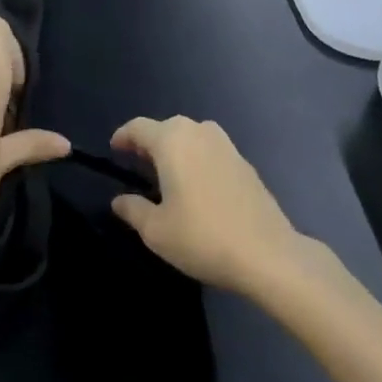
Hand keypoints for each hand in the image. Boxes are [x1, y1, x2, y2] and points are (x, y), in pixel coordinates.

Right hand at [110, 116, 303, 294]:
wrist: (267, 254)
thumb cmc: (202, 237)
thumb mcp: (156, 230)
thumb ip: (133, 209)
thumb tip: (120, 200)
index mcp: (172, 141)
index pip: (139, 127)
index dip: (123, 137)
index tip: (114, 150)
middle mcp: (199, 133)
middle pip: (167, 127)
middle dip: (150, 142)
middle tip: (138, 164)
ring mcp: (227, 146)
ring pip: (192, 136)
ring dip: (176, 149)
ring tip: (167, 174)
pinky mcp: (245, 164)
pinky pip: (211, 151)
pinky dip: (198, 159)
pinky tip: (197, 186)